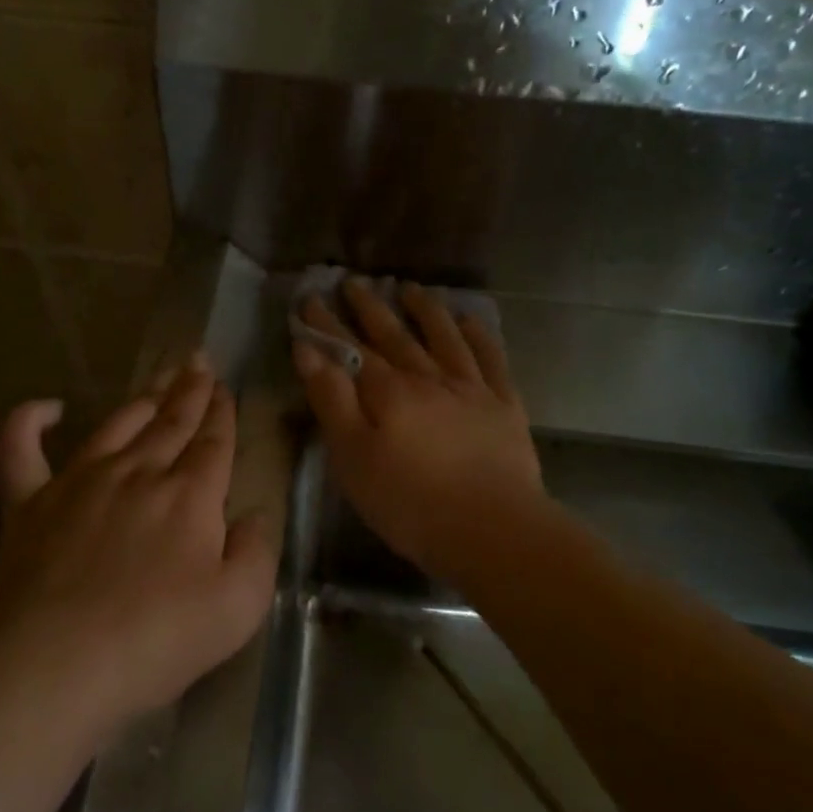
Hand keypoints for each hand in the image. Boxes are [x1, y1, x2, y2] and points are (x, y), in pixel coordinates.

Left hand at [0, 357, 278, 732]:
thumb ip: (258, 552)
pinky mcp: (29, 502)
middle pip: (170, 422)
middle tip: (198, 362)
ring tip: (157, 378)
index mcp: (189, 495)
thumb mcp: (238, 607)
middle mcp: (137, 473)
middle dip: (189, 391)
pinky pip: (21, 448)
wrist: (56, 665)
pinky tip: (46, 407)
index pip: (213, 441)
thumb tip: (255, 514)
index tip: (224, 388)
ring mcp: (78, 481)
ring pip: (116, 424)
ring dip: (141, 399)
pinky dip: (29, 422)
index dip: (222, 412)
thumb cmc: (157, 641)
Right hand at [294, 280, 543, 585]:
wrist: (492, 528)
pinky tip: (471, 320)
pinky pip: (490, 359)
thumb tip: (308, 350)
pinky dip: (480, 335)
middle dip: (370, 308)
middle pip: (394, 336)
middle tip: (354, 283)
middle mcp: (427, 378)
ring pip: (443, 337)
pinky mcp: (504, 406)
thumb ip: (331, 400)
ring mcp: (470, 388)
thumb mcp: (352, 457)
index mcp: (387, 392)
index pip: (350, 350)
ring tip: (410, 289)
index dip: (327, 325)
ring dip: (425, 311)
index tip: (310, 299)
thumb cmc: (409, 502)